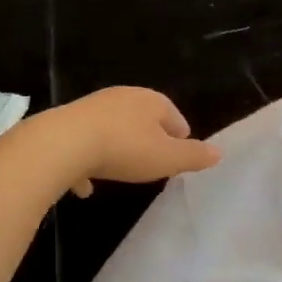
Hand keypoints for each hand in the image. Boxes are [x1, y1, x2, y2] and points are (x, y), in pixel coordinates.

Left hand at [37, 86, 219, 196]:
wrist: (62, 144)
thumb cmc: (124, 148)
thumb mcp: (167, 158)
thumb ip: (193, 156)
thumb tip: (218, 152)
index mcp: (151, 101)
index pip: (175, 117)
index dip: (180, 138)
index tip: (179, 157)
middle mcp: (123, 97)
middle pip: (143, 119)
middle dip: (149, 140)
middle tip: (152, 164)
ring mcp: (92, 108)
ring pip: (113, 129)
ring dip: (117, 148)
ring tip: (121, 172)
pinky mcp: (67, 123)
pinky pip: (84, 144)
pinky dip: (87, 160)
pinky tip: (85, 184)